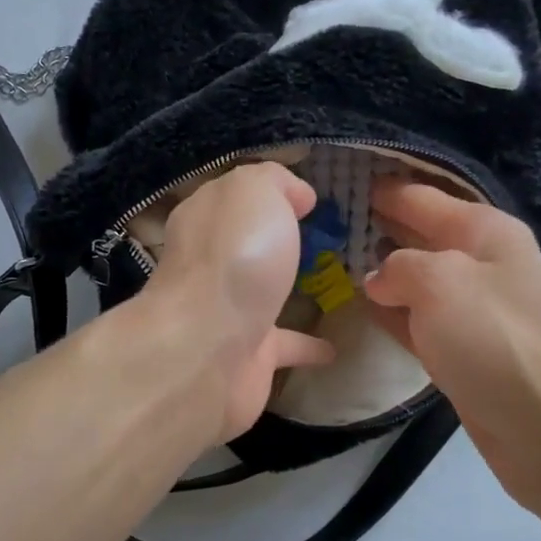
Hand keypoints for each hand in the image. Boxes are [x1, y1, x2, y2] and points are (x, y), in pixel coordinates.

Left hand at [138, 162, 333, 442]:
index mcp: (205, 219)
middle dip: (274, 241)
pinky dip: (306, 346)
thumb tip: (296, 194)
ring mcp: (225, 313)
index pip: (233, 197)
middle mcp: (209, 265)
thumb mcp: (254, 192)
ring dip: (288, 290)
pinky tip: (334, 347)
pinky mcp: (245, 358)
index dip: (267, 192)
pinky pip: (283, 346)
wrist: (208, 351)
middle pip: (244, 246)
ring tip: (334, 285)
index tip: (307, 198)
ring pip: (261, 295)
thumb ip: (274, 182)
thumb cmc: (235, 258)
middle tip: (323, 238)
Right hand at [363, 179, 540, 510]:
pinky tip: (362, 307)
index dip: (384, 189)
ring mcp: (476, 310)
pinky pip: (420, 319)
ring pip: (418, 279)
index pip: (423, 198)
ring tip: (334, 260)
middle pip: (422, 235)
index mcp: (485, 231)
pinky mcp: (465, 350)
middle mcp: (483, 262)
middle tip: (331, 221)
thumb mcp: (440, 282)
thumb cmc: (495, 338)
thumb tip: (379, 279)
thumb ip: (399, 267)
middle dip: (380, 226)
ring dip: (383, 270)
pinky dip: (393, 312)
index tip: (343, 179)